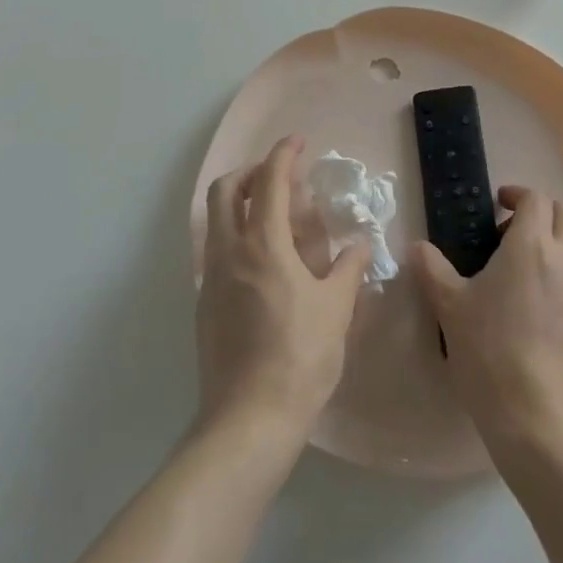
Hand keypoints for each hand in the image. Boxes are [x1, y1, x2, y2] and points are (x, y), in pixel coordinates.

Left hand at [197, 136, 369, 446]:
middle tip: (280, 178)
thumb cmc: (300, 358)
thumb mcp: (336, 310)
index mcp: (263, 245)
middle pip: (225, 191)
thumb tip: (358, 245)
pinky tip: (263, 262)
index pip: (270, 182)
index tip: (299, 142)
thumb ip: (347, 269)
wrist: (248, 420)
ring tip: (274, 216)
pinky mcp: (204, 305)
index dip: (284, 155)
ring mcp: (211, 279)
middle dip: (251, 172)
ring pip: (215, 220)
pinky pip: (216, 251)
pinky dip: (235, 235)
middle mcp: (229, 252)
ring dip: (240, 203)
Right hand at [412, 186, 562, 462]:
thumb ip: (432, 270)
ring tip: (515, 275)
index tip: (495, 206)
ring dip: (551, 245)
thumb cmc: (491, 354)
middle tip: (505, 235)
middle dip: (539, 213)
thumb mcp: (451, 309)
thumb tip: (417, 247)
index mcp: (532, 246)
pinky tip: (533, 310)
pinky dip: (560, 276)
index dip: (515, 195)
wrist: (543, 422)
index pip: (535, 198)